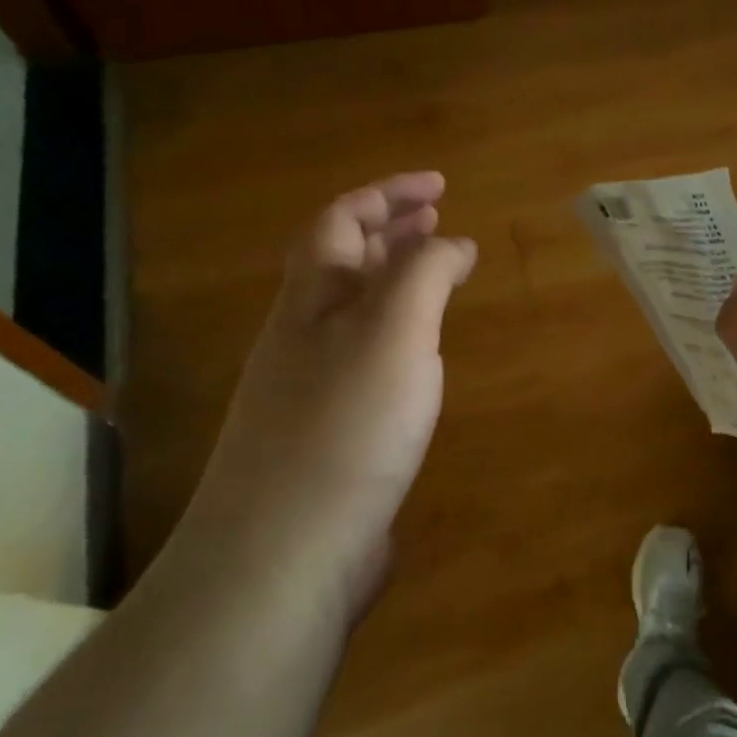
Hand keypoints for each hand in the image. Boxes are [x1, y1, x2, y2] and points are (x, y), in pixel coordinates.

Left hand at [181, 172, 475, 619]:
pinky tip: (420, 357)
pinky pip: (364, 358)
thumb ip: (425, 274)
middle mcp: (302, 334)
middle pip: (342, 262)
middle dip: (391, 231)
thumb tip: (452, 242)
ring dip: (394, 281)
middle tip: (438, 219)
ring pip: (353, 312)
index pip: (342, 220)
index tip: (441, 187)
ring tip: (437, 275)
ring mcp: (310, 386)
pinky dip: (397, 336)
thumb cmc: (346, 425)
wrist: (285, 550)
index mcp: (313, 299)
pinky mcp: (328, 432)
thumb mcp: (395, 331)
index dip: (388, 193)